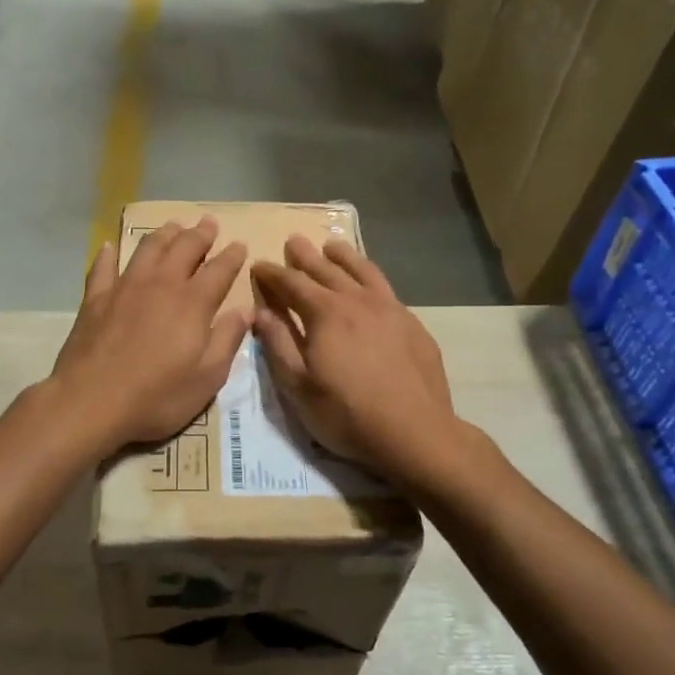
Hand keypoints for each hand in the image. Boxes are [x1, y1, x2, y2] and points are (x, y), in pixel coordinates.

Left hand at [50, 217, 249, 454]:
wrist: (91, 402)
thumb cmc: (157, 396)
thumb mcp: (207, 378)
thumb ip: (227, 340)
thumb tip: (246, 311)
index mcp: (193, 303)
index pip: (219, 270)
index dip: (232, 256)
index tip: (239, 245)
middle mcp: (161, 285)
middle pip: (184, 248)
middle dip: (200, 234)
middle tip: (208, 222)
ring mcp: (124, 288)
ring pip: (147, 249)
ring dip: (163, 234)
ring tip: (173, 226)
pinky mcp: (95, 299)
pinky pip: (102, 267)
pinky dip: (107, 254)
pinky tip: (108, 247)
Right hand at [250, 237, 457, 480]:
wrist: (415, 432)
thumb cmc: (347, 414)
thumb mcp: (298, 386)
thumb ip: (278, 344)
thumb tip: (260, 312)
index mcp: (326, 313)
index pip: (292, 283)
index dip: (272, 273)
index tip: (258, 265)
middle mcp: (358, 301)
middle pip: (327, 270)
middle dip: (305, 256)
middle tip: (293, 241)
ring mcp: (391, 310)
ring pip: (363, 272)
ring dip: (344, 256)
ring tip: (332, 246)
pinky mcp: (413, 325)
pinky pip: (387, 289)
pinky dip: (371, 278)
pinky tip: (370, 285)